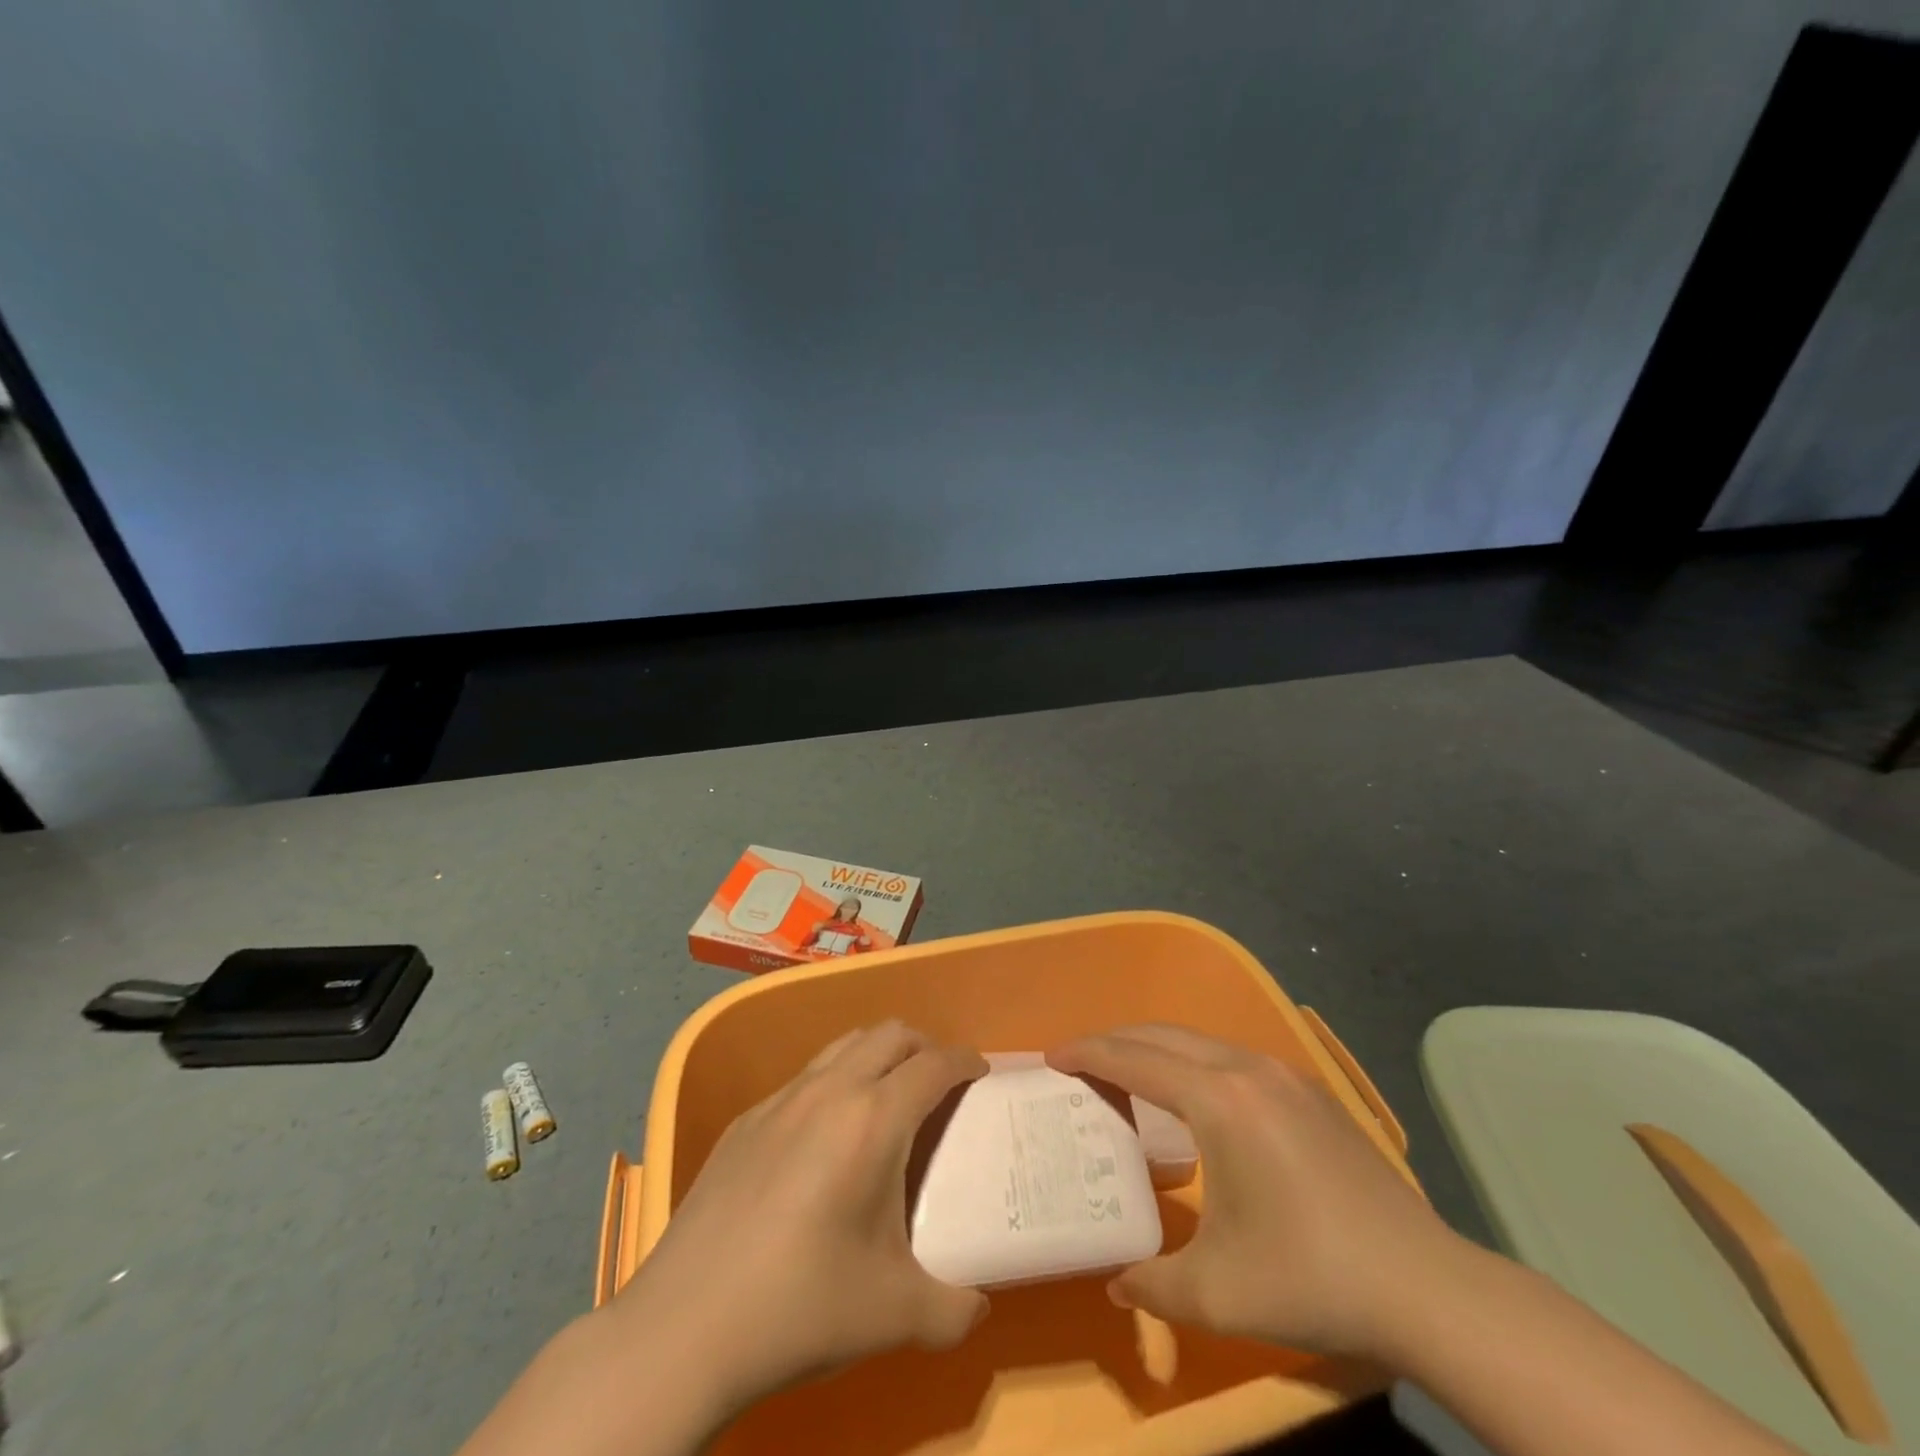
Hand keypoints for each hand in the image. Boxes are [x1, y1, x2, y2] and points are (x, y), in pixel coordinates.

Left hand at [609, 1022, 989, 1418]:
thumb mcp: (895, 1315)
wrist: (683, 1330)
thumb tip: (978, 1303)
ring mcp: (781, 1100)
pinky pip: (804, 1078)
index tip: (981, 1073)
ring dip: (877, 1055)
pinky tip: (824, 1139)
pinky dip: (834, 1083)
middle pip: (890, 1034)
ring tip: (887, 1098)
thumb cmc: (801, 1307)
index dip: (965, 1061)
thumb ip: (954, 1306)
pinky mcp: (745, 1121)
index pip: (933, 1064)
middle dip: (924, 1046)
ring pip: (844, 1045)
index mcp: (874, 1120)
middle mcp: (830, 1091)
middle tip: (939, 1083)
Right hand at [1048, 1024, 1465, 1359]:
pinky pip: (1229, 1055)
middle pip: (1162, 1034)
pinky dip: (1191, 1061)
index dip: (1088, 1054)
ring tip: (1126, 1076)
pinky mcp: (1307, 1091)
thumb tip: (1117, 1283)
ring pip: (1198, 1039)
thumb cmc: (1311, 1278)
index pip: (1134, 1059)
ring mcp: (1283, 1074)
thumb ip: (1152, 1283)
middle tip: (1080, 1064)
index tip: (1051, 1058)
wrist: (1428, 1288)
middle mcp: (1246, 1069)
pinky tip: (1192, 1098)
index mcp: (1218, 1100)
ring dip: (1154, 1048)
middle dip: (1114, 1041)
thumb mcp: (1217, 1293)